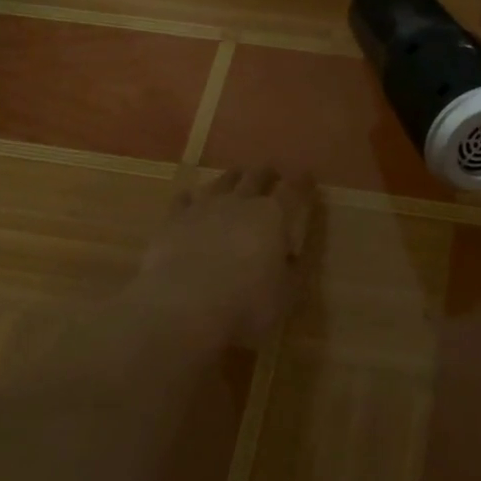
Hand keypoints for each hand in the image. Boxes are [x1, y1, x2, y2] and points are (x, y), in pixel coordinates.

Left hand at [134, 166, 315, 345]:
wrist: (182, 307)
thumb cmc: (244, 304)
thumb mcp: (285, 296)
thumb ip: (290, 271)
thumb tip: (290, 257)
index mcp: (272, 216)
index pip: (293, 190)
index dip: (302, 182)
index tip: (307, 178)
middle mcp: (240, 202)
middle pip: (256, 176)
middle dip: (267, 173)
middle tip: (272, 173)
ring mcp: (204, 207)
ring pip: (222, 181)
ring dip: (232, 178)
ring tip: (236, 178)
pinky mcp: (173, 220)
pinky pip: (183, 199)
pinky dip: (191, 198)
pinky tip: (190, 200)